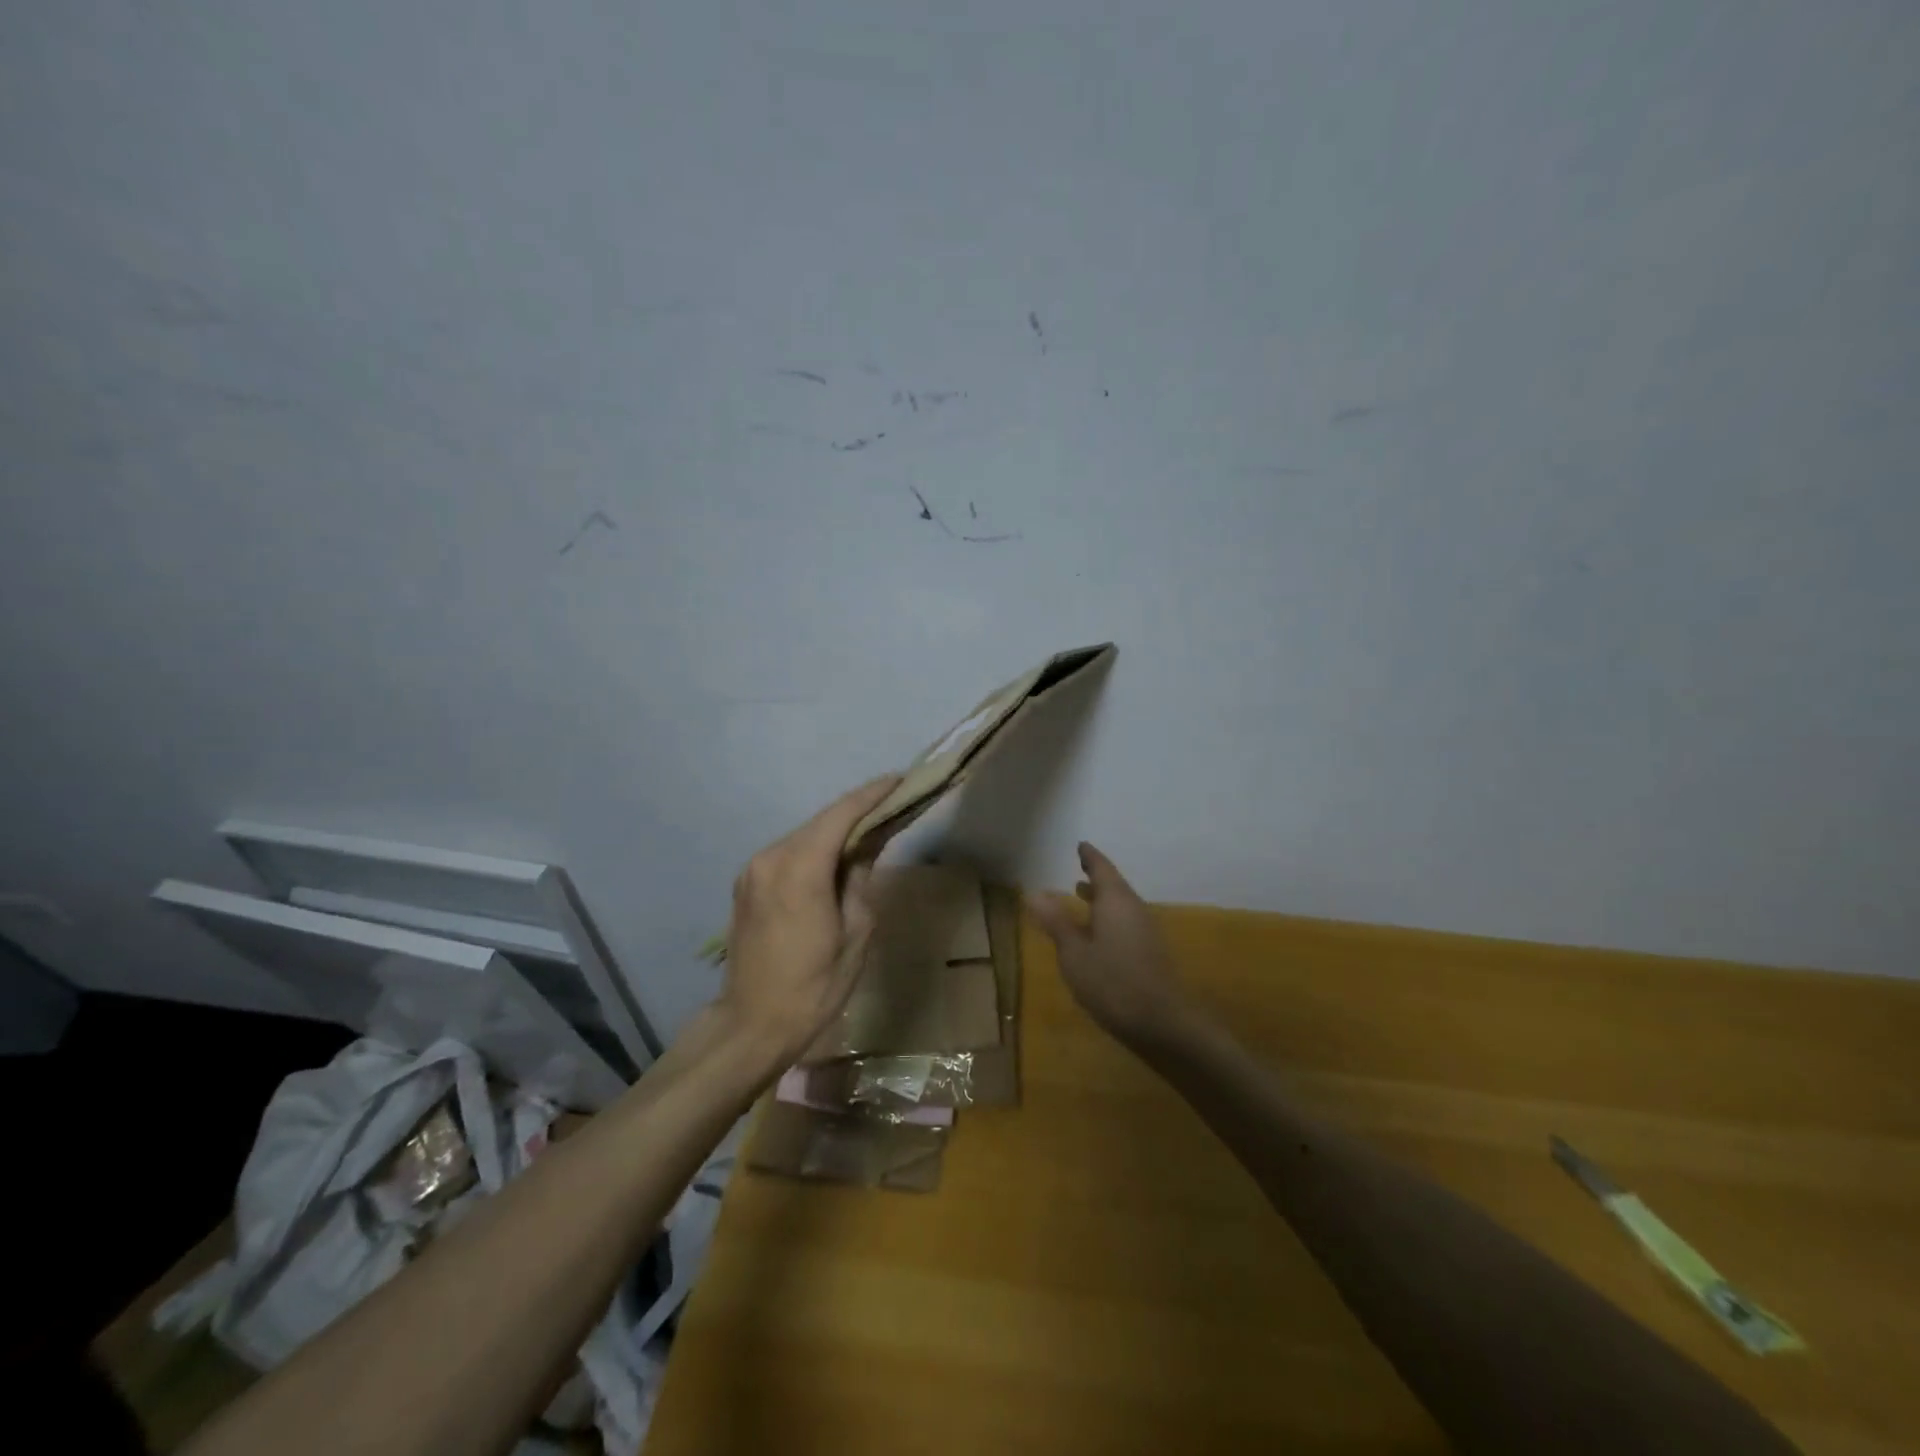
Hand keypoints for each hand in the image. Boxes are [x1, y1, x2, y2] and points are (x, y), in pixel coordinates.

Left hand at [718, 774, 901, 1067]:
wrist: (752, 1025)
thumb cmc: (814, 987)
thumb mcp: (856, 933)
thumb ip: (861, 878)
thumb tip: (869, 843)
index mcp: (799, 869)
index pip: (841, 815)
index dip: (872, 794)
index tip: (900, 780)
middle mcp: (771, 858)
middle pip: (821, 821)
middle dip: (858, 810)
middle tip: (893, 805)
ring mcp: (753, 869)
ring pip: (804, 835)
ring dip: (836, 830)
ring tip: (871, 830)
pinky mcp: (747, 883)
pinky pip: (789, 853)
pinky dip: (816, 848)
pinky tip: (836, 857)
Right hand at [1027, 842, 1196, 1049]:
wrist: (1164, 1024)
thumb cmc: (1113, 983)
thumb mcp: (1074, 953)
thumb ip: (1056, 922)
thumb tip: (1034, 892)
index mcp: (1116, 901)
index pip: (1102, 868)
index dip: (1090, 856)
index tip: (1081, 845)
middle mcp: (1134, 909)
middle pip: (1114, 885)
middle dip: (1096, 877)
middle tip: (1079, 868)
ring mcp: (1145, 931)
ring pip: (1120, 905)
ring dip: (1101, 899)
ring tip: (1081, 895)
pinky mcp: (1149, 953)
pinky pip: (1125, 923)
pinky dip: (1108, 918)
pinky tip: (1096, 934)